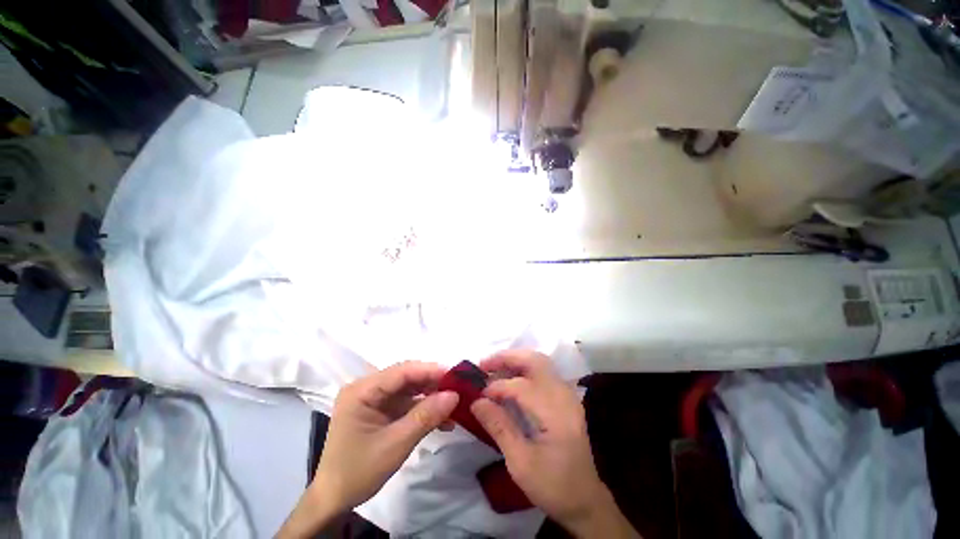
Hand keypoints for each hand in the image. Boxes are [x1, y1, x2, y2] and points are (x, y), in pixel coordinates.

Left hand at [278, 362, 458, 537]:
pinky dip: (424, 410)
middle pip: (406, 378)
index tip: (455, 375)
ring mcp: (374, 399)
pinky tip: (442, 420)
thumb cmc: (358, 471)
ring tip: (454, 406)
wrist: (334, 500)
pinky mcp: (381, 410)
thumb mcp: (395, 445)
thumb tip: (455, 395)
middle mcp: (367, 388)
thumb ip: (425, 417)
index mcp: (362, 390)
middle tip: (458, 390)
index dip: (429, 370)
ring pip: (409, 389)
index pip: (401, 372)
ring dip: (431, 398)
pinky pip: (407, 403)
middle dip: (433, 384)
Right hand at [470, 350, 637, 537]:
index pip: (522, 386)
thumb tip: (476, 402)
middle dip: (507, 358)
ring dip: (514, 360)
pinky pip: (543, 371)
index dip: (497, 387)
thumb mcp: (521, 463)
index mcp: (556, 414)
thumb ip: (499, 427)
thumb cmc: (554, 486)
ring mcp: (567, 394)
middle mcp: (564, 396)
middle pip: (534, 361)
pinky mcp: (565, 397)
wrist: (586, 499)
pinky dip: (523, 368)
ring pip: (539, 362)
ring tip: (493, 368)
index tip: (478, 395)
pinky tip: (510, 378)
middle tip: (484, 365)